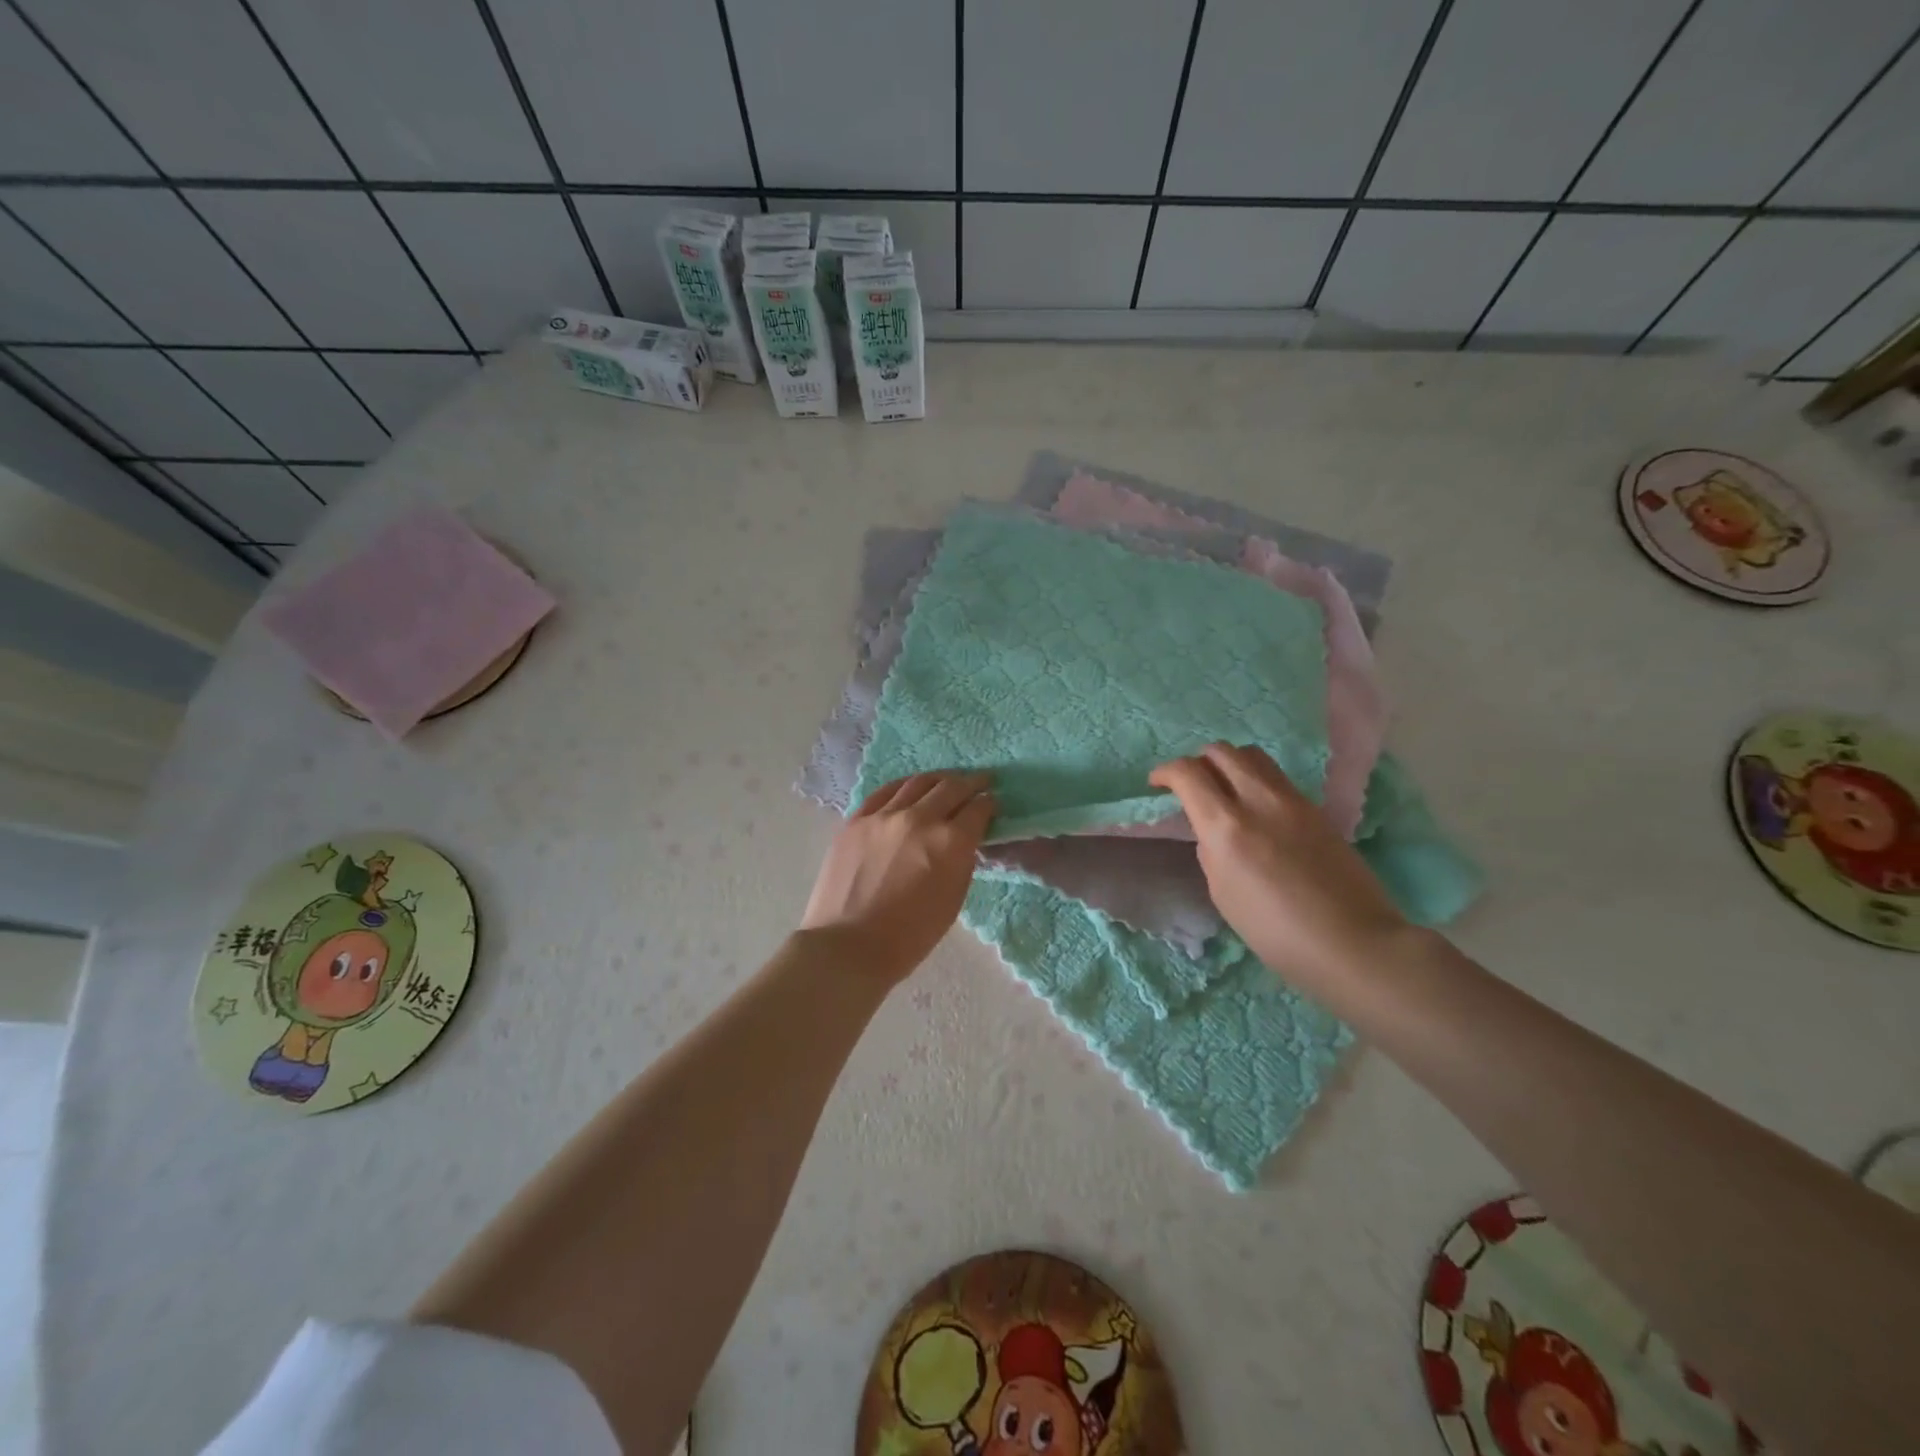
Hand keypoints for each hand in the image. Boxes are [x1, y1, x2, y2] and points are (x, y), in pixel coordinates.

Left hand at [800, 772, 995, 985]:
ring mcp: (884, 815)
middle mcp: (920, 818)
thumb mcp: (953, 899)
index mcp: (950, 842)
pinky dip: (903, 787)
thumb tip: (963, 840)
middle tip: (980, 781)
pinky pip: (884, 792)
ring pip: (918, 783)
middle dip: (971, 783)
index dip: (989, 803)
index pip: (978, 809)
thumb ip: (961, 861)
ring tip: (946, 781)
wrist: (849, 946)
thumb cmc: (910, 936)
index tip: (992, 802)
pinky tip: (908, 788)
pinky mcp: (856, 820)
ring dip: (939, 779)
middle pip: (951, 787)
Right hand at [1149, 744, 1408, 983]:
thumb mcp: (1223, 894)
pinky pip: (1277, 777)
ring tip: (1225, 790)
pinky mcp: (1317, 809)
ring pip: (1253, 756)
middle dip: (1198, 761)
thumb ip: (1211, 851)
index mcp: (1226, 826)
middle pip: (1221, 751)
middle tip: (1192, 786)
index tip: (1158, 784)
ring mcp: (1293, 801)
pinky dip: (1256, 780)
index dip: (1166, 772)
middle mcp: (1258, 801)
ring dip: (1230, 764)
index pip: (1188, 773)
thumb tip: (1213, 832)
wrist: (1353, 942)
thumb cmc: (1276, 932)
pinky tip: (1257, 809)